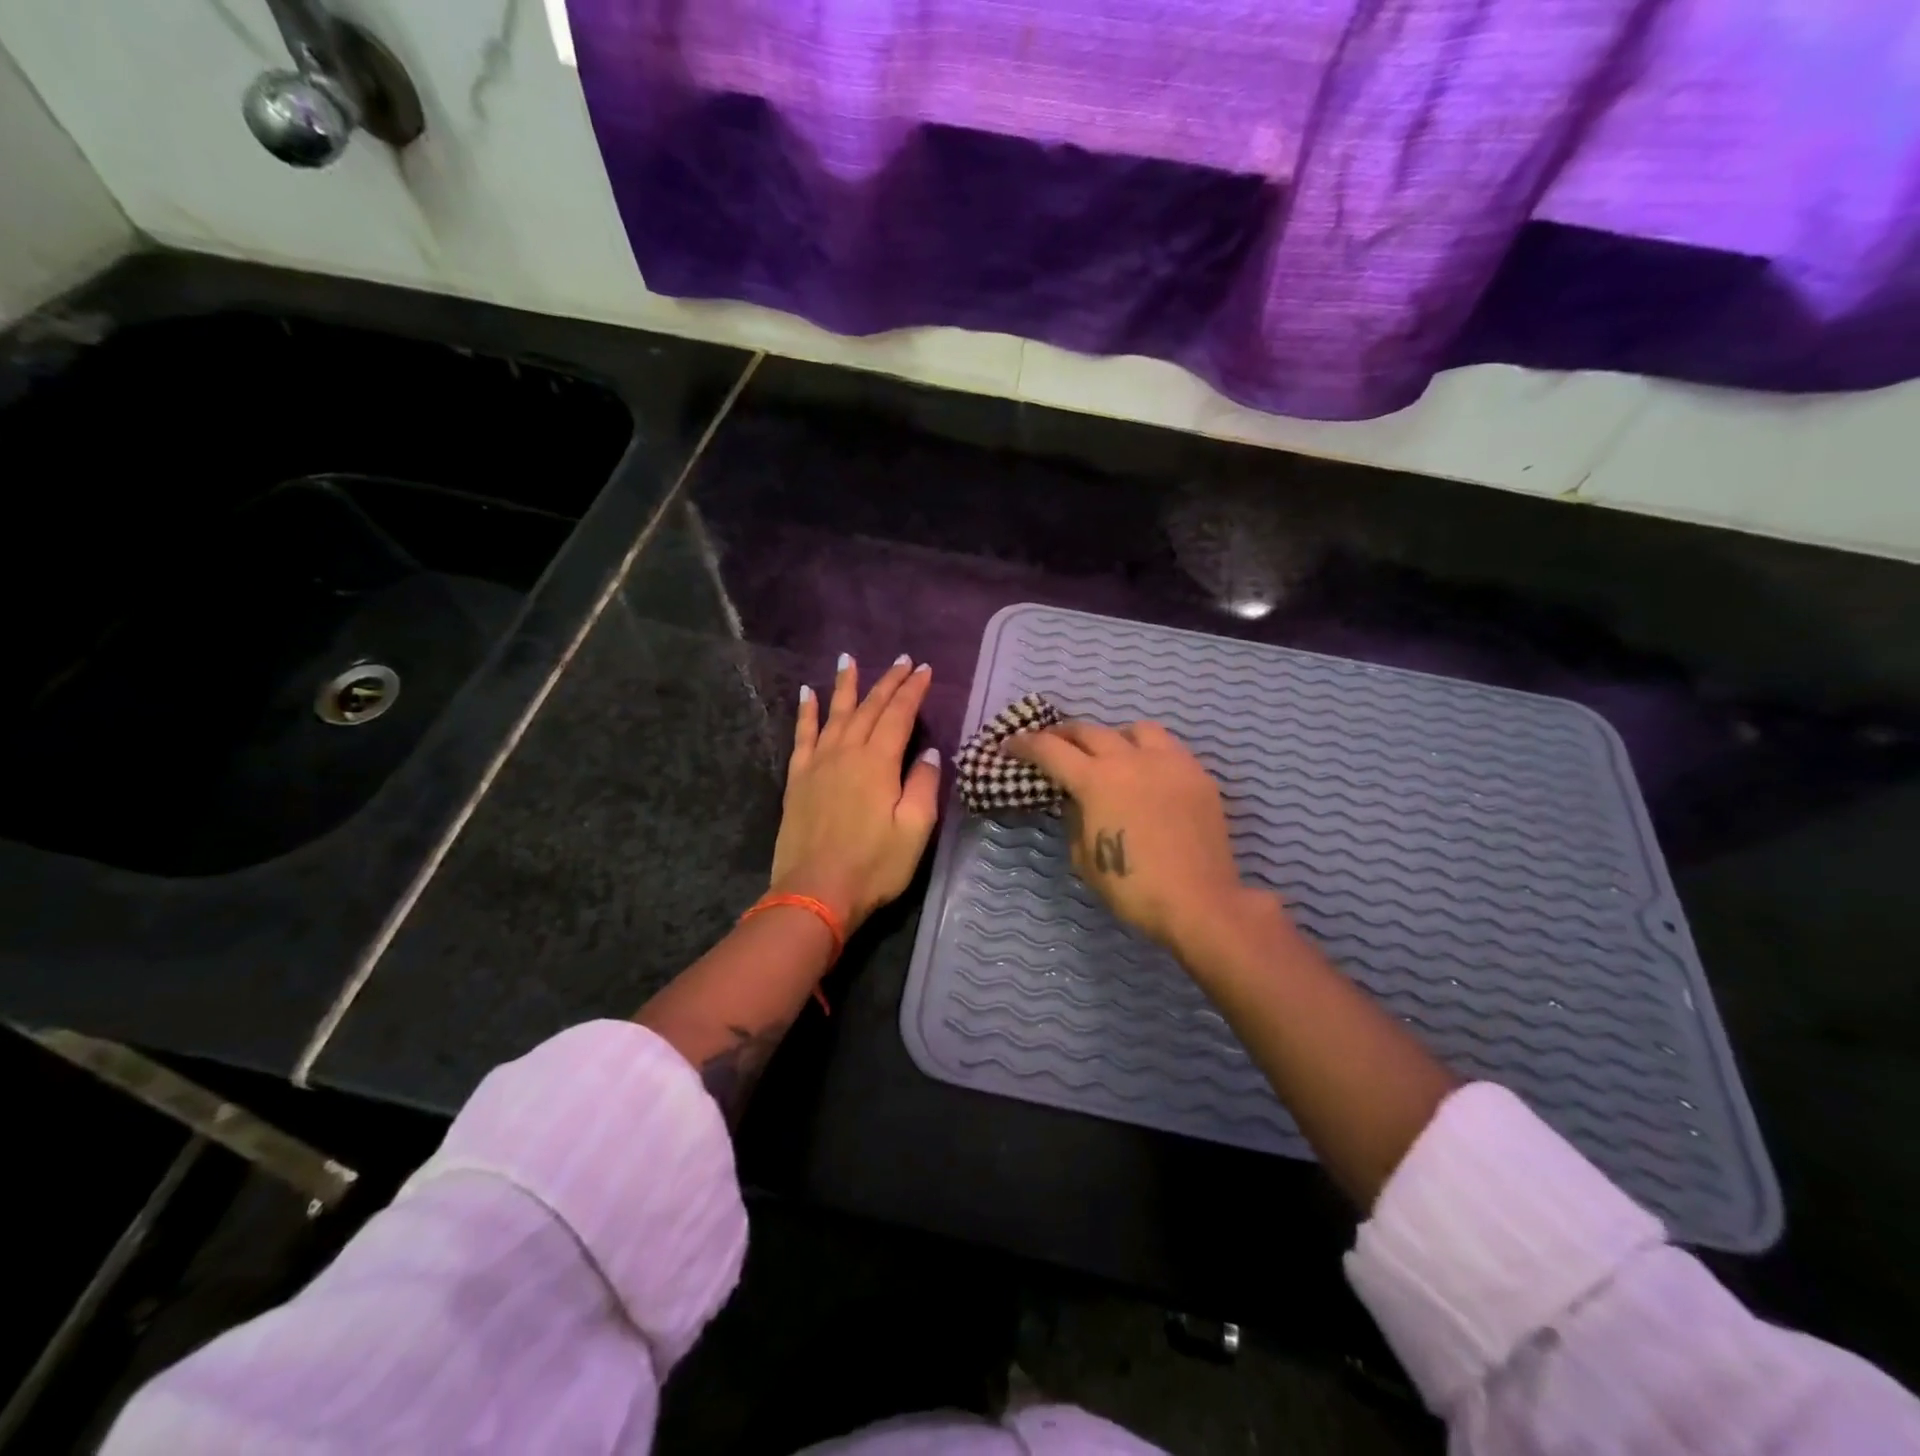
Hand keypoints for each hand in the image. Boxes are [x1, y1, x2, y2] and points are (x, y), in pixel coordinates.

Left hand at [770, 654, 941, 933]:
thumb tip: (928, 753)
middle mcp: (847, 752)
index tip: (924, 669)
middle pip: (869, 708)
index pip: (900, 715)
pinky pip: (802, 735)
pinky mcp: (798, 779)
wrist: (816, 892)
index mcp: (878, 763)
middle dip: (887, 682)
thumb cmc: (874, 865)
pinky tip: (808, 694)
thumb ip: (923, 786)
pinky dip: (807, 713)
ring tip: (850, 659)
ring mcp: (818, 764)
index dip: (913, 690)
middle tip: (901, 660)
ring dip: (845, 685)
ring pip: (834, 713)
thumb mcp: (915, 830)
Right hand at [1005, 720, 1247, 951]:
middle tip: (1051, 744)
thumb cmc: (1133, 887)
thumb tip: (1076, 799)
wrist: (1199, 902)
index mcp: (1097, 780)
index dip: (1025, 745)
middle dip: (1063, 735)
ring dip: (1113, 736)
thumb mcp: (1085, 858)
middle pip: (1089, 731)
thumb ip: (1075, 819)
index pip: (1051, 750)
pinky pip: (1169, 749)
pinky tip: (1147, 775)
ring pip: (1135, 730)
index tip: (1010, 745)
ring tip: (1109, 754)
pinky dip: (1148, 753)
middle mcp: (1131, 759)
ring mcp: (1169, 762)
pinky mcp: (1198, 775)